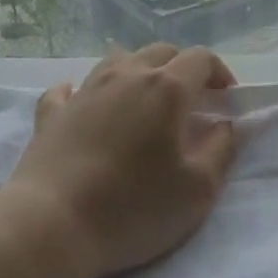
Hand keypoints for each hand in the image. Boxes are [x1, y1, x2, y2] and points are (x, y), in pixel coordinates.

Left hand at [3, 43, 238, 277]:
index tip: (226, 100)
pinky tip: (87, 105)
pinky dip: (86, 91)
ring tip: (144, 102)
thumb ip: (221, 150)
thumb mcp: (197, 190)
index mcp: (166, 88)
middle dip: (182, 69)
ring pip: (119, 60)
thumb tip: (225, 124)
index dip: (219, 73)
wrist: (51, 225)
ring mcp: (85, 89)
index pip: (201, 58)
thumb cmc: (132, 208)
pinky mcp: (52, 111)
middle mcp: (126, 75)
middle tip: (191, 103)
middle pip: (161, 52)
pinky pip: (71, 87)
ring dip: (139, 73)